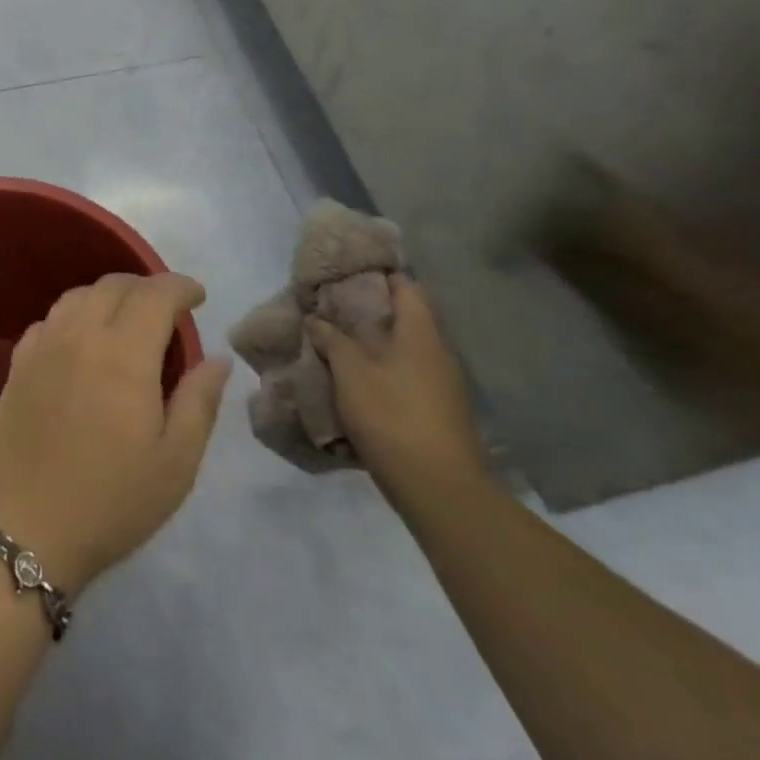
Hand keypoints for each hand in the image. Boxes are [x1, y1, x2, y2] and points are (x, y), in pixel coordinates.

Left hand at [0, 272, 230, 593]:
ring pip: (78, 295)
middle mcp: (80, 334)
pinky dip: (74, 315)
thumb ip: (200, 401)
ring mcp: (43, 345)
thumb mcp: (176, 463)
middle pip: (114, 285)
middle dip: (146, 287)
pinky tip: (82, 341)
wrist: (26, 523)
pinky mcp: (18, 362)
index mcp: (124, 353)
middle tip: (167, 311)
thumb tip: (218, 358)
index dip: (180, 287)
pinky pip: (50, 319)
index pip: (154, 294)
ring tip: (127, 321)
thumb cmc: (112, 500)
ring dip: (108, 296)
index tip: (198, 297)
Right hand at [307, 274, 485, 512]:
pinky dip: (381, 368)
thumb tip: (317, 319)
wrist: (438, 488)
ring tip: (336, 340)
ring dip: (373, 342)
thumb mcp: (350, 372)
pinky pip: (406, 374)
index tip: (347, 270)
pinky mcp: (437, 411)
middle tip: (331, 306)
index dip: (380, 274)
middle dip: (369, 310)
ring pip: (404, 348)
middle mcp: (437, 353)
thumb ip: (332, 339)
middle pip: (405, 318)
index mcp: (421, 334)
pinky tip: (355, 377)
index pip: (406, 288)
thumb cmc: (392, 416)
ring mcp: (442, 385)